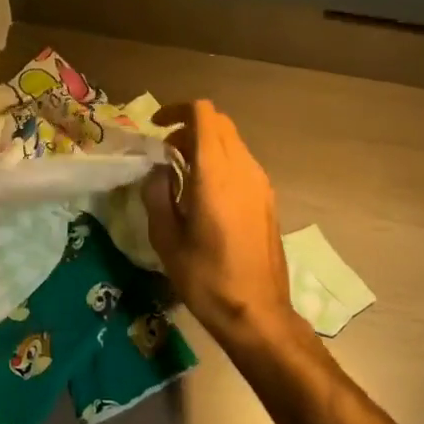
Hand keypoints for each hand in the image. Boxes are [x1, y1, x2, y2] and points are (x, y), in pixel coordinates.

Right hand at [142, 101, 315, 363]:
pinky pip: (242, 162)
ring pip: (232, 142)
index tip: (156, 128)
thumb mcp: (166, 239)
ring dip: (206, 144)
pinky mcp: (268, 198)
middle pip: (220, 123)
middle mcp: (243, 168)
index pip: (204, 114)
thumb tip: (158, 170)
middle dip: (189, 126)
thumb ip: (157, 194)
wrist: (257, 312)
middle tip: (165, 152)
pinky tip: (204, 193)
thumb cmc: (206, 278)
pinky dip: (220, 161)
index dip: (177, 110)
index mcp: (215, 173)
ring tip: (181, 173)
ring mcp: (260, 182)